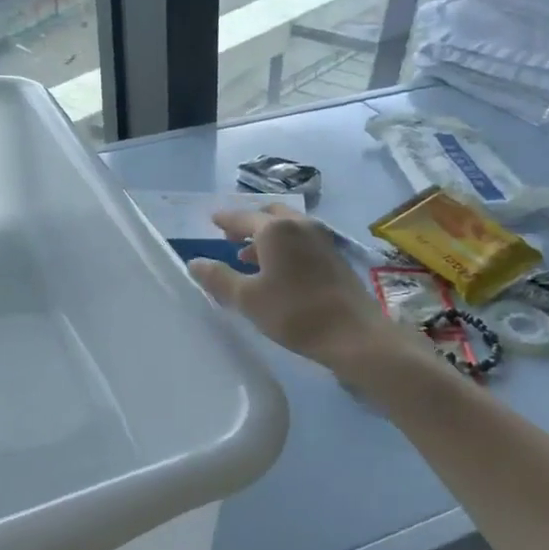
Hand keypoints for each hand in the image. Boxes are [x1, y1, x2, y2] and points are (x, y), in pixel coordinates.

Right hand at [187, 204, 418, 373]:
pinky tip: (279, 270)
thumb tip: (194, 262)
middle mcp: (300, 225)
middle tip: (231, 237)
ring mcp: (322, 239)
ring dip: (267, 236)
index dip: (225, 219)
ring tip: (250, 257)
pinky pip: (302, 240)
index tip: (213, 220)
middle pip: (269, 215)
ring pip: (288, 227)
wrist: (354, 334)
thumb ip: (219, 278)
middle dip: (249, 223)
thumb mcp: (248, 299)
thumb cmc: (295, 313)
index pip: (243, 217)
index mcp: (276, 229)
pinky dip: (285, 245)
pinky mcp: (335, 256)